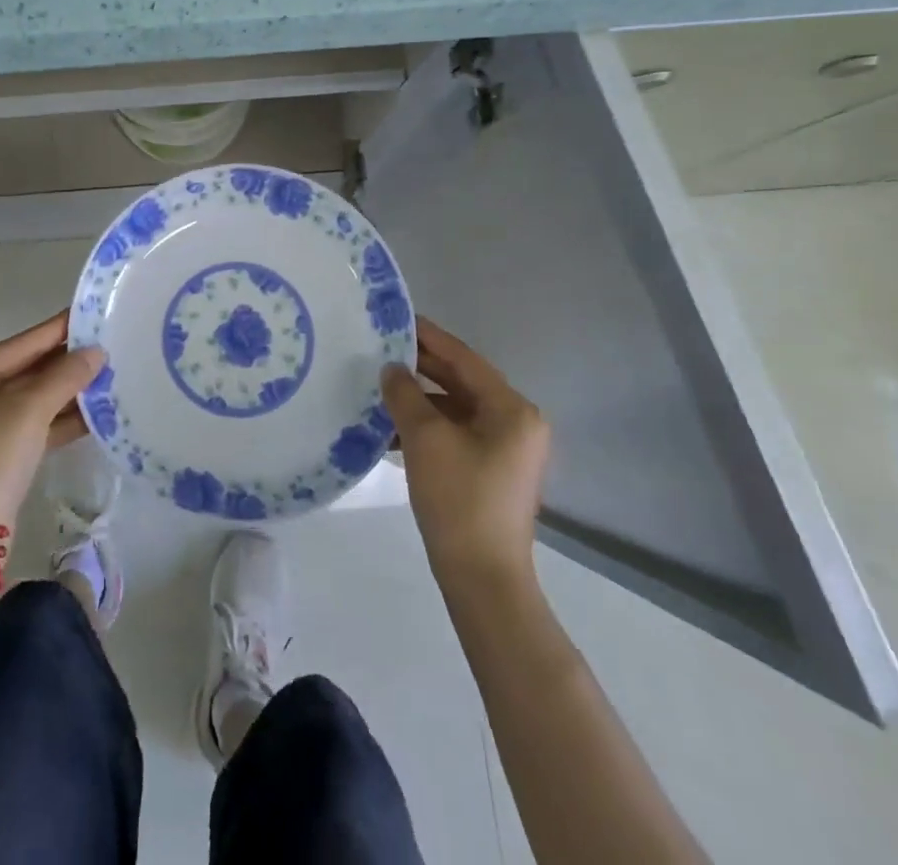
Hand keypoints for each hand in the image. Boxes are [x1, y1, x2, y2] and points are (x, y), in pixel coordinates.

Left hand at [0, 311, 103, 528]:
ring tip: (110, 373)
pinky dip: (63, 417)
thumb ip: (65, 376)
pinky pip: (38, 423)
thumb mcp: (29, 411)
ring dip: (70, 390)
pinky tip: (97, 409)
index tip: (90, 312)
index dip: (57, 329)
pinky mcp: (3, 452)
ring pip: (36, 398)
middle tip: (108, 342)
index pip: (20, 344)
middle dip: (67, 361)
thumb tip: (97, 352)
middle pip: (29, 370)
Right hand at [383, 316, 550, 587]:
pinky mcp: (491, 473)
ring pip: (457, 410)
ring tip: (380, 388)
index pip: (464, 359)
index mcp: (512, 410)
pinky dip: (428, 428)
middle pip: (462, 382)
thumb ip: (405, 394)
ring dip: (421, 400)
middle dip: (422, 368)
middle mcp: (517, 424)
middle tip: (382, 349)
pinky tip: (393, 428)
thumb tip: (392, 369)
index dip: (429, 337)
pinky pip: (457, 434)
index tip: (397, 318)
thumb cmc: (459, 500)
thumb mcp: (425, 438)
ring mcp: (506, 451)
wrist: (482, 579)